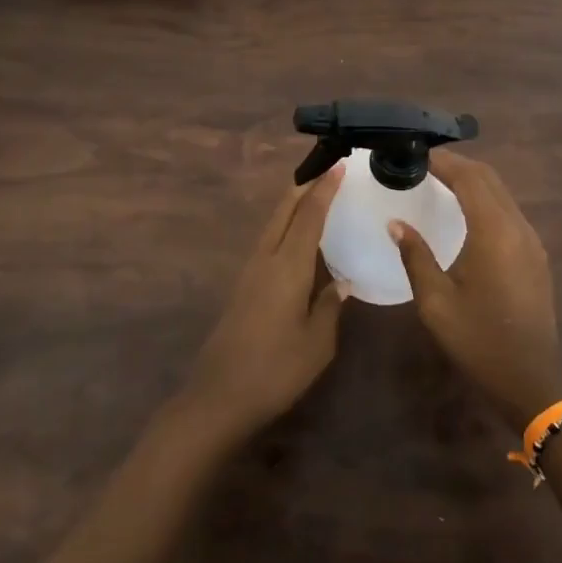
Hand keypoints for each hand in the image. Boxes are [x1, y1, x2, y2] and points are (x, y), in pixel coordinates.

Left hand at [183, 170, 344, 438]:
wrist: (219, 397)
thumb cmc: (276, 370)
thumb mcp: (317, 343)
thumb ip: (330, 306)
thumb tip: (341, 281)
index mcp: (287, 266)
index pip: (309, 215)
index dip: (325, 188)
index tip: (339, 165)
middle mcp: (265, 259)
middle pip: (284, 210)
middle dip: (305, 186)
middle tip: (327, 169)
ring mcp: (250, 272)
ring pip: (273, 224)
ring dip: (293, 204)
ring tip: (315, 195)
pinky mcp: (243, 286)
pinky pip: (268, 241)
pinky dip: (285, 226)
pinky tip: (297, 238)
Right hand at [391, 151, 561, 430]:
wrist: (531, 380)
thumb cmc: (478, 340)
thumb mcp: (436, 302)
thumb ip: (416, 256)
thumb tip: (396, 223)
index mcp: (494, 232)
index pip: (469, 178)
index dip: (443, 161)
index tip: (416, 154)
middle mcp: (517, 227)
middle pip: (489, 179)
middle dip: (458, 164)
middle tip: (424, 163)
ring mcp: (531, 240)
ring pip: (502, 193)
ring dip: (473, 180)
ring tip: (440, 181)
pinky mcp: (535, 255)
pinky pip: (509, 211)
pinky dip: (485, 199)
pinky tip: (465, 211)